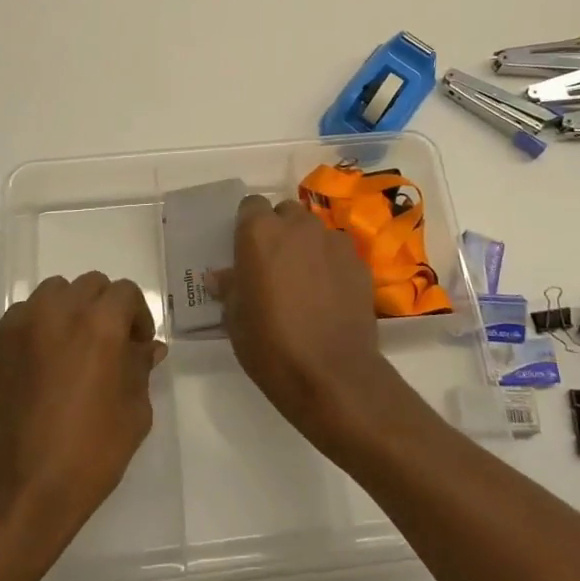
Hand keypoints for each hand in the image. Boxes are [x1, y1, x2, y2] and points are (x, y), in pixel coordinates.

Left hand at [0, 273, 166, 558]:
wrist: (17, 494)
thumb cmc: (88, 455)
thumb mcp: (134, 413)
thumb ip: (141, 368)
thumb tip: (147, 348)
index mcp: (98, 324)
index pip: (125, 293)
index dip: (137, 316)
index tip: (137, 346)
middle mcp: (55, 313)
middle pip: (87, 285)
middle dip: (103, 308)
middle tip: (105, 346)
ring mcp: (16, 328)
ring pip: (50, 295)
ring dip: (67, 312)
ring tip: (68, 351)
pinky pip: (19, 322)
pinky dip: (34, 333)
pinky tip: (37, 371)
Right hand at [218, 195, 404, 446]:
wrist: (331, 375)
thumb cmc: (270, 345)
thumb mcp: (235, 319)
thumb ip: (230, 287)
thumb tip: (220, 276)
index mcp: (259, 233)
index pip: (251, 205)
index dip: (248, 225)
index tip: (247, 250)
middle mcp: (298, 226)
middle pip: (286, 213)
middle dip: (280, 231)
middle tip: (275, 265)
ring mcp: (333, 241)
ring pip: (315, 231)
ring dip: (307, 246)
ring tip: (305, 281)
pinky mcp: (359, 262)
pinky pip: (338, 252)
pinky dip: (332, 265)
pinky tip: (330, 296)